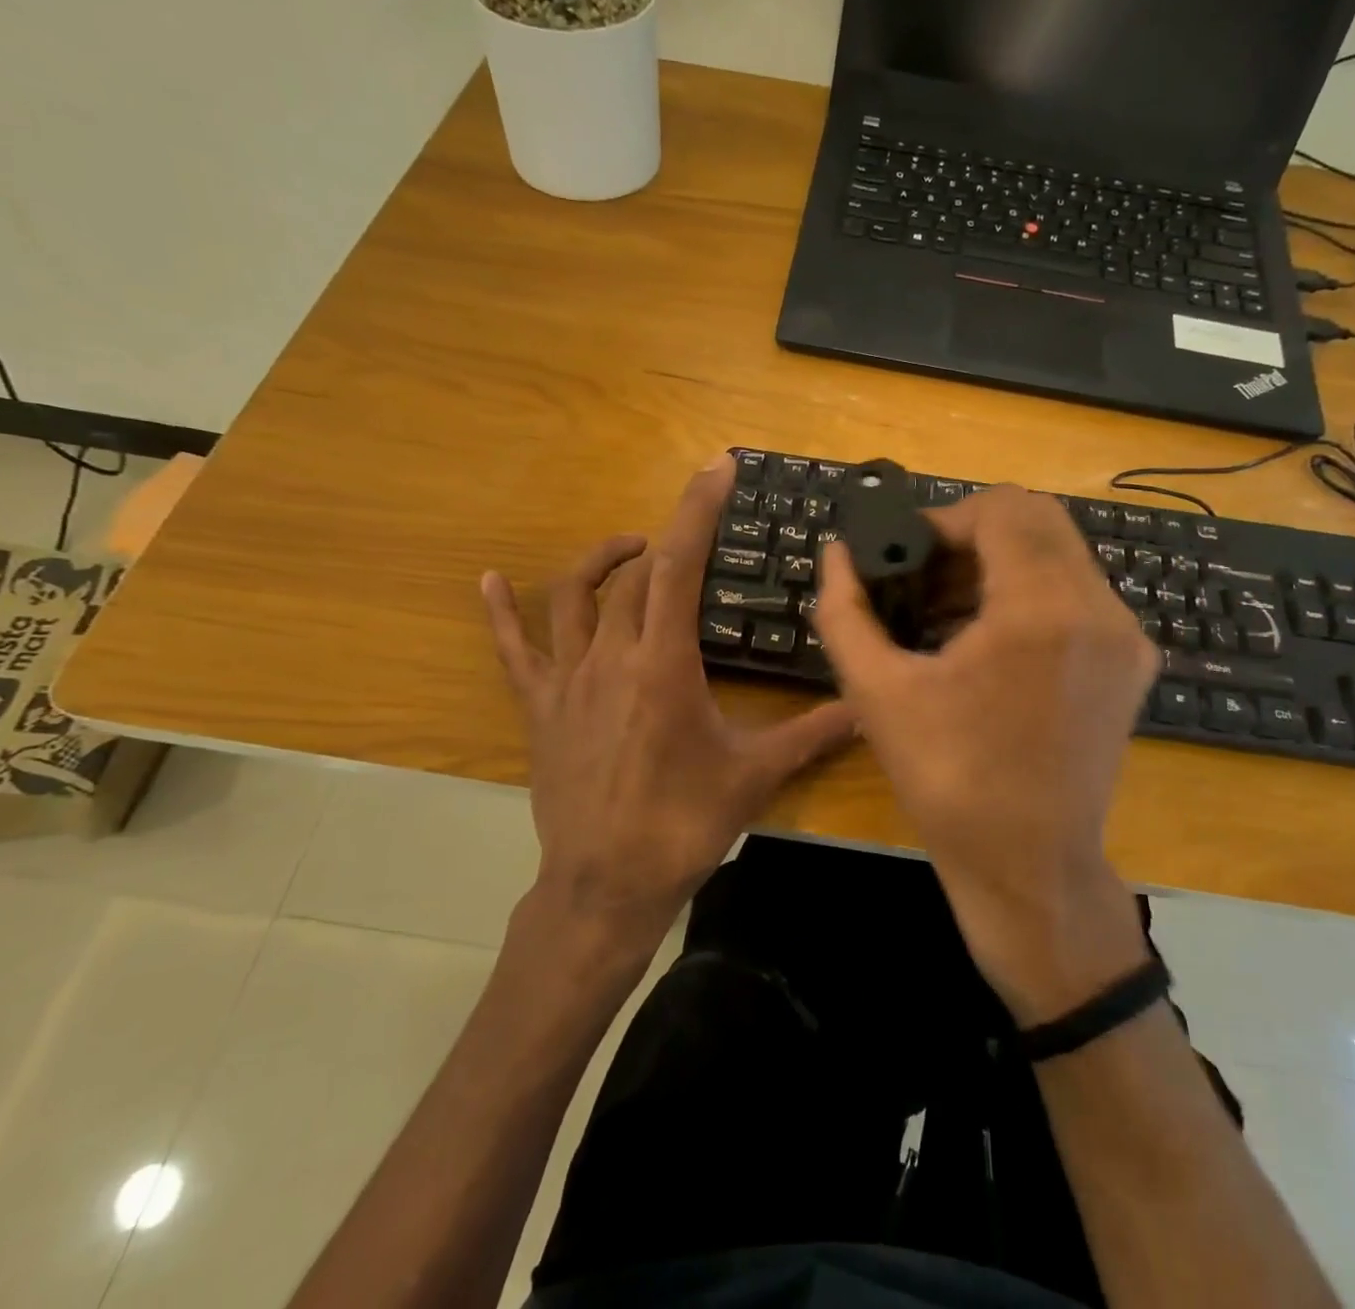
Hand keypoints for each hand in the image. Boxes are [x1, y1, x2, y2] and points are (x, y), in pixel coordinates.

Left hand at [482, 455, 855, 943]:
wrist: (605, 886)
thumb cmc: (682, 825)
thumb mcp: (754, 775)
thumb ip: (812, 734)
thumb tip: (866, 706)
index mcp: (664, 665)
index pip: (679, 566)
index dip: (696, 511)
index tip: (715, 468)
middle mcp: (611, 657)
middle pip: (634, 576)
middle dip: (664, 538)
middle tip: (693, 532)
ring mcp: (567, 680)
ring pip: (574, 597)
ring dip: (602, 561)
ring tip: (631, 548)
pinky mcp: (539, 708)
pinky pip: (512, 650)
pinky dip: (501, 612)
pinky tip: (488, 580)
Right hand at [813, 485, 1159, 1022]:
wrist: (1029, 865)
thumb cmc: (947, 780)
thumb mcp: (876, 692)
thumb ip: (844, 610)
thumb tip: (837, 555)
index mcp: (1040, 610)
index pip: (1004, 509)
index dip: (946, 518)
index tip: (908, 557)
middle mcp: (1099, 609)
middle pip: (1039, 518)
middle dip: (975, 533)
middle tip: (926, 575)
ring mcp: (1126, 636)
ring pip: (1061, 553)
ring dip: (1002, 562)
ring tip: (949, 610)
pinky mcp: (1132, 663)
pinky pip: (1079, 593)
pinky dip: (1031, 592)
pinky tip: (988, 640)